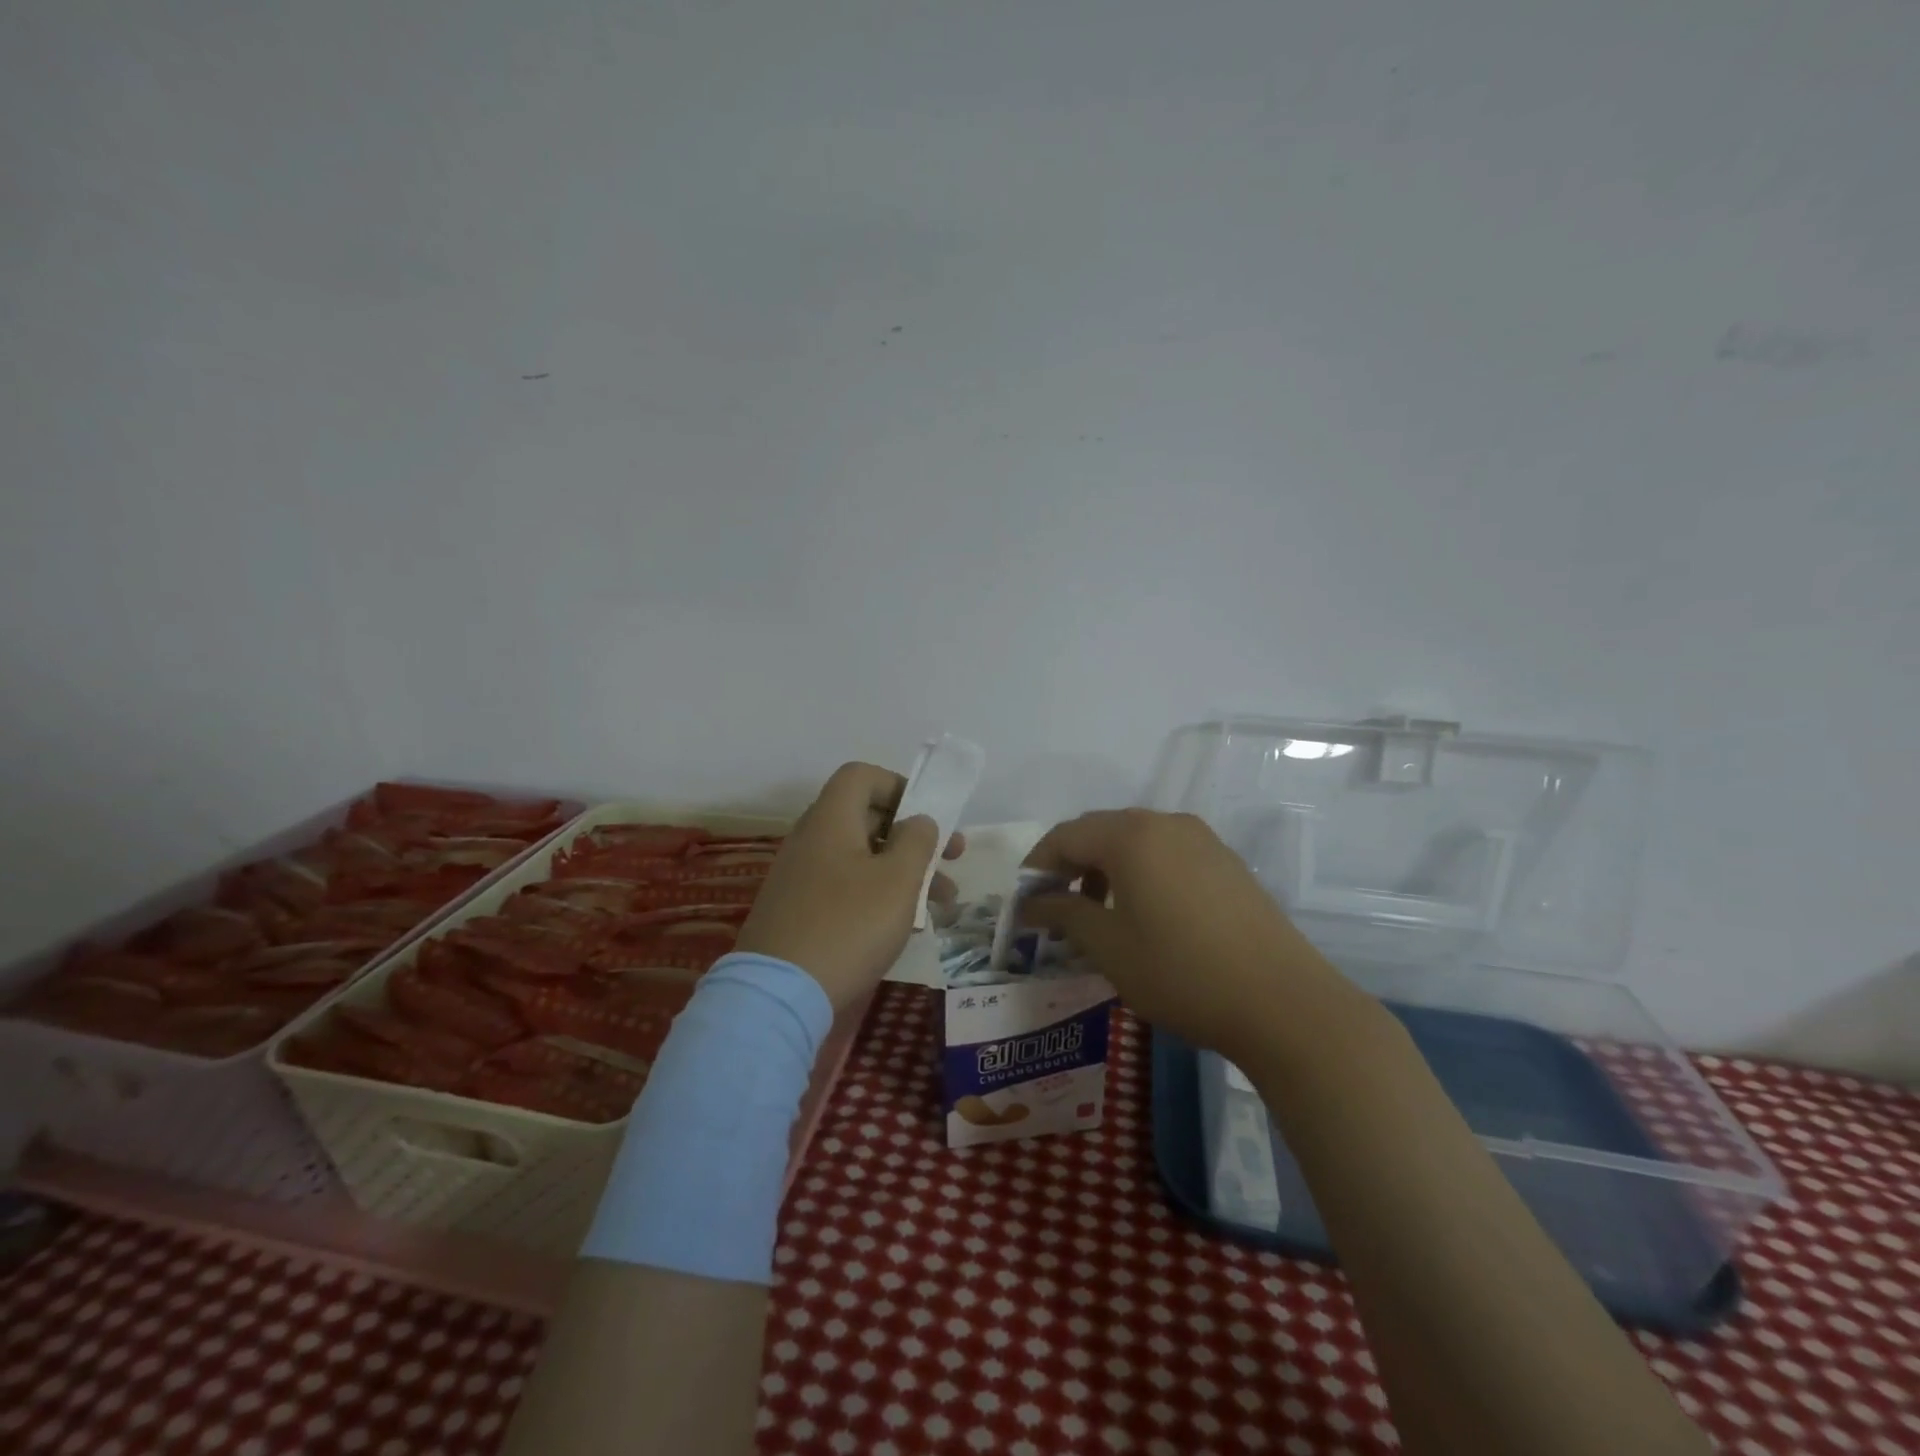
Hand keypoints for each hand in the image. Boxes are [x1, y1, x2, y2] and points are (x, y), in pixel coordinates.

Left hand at [735, 762, 962, 1010]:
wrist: (779, 994)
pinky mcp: (798, 911)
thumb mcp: (898, 879)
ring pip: (862, 858)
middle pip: (867, 818)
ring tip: (944, 903)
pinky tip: (905, 926)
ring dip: (904, 872)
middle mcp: (811, 839)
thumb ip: (917, 840)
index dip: (900, 785)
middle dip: (915, 836)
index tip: (929, 817)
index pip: (862, 775)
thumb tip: (919, 820)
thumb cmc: (849, 925)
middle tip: (952, 858)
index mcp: (830, 819)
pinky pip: (845, 887)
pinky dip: (878, 896)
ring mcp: (800, 877)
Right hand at [1021, 810, 1366, 1062]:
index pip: (1065, 836)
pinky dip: (1139, 874)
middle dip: (1069, 866)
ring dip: (1104, 870)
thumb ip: (1063, 914)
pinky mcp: (1225, 861)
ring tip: (1095, 915)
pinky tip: (1142, 914)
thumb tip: (1030, 903)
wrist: (1283, 1002)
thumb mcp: (1109, 947)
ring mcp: (1201, 839)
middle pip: (1099, 832)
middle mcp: (1165, 823)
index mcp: (1131, 836)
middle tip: (1054, 909)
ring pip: (1134, 841)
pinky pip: (1166, 853)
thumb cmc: (1181, 972)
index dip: (1036, 867)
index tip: (1023, 903)